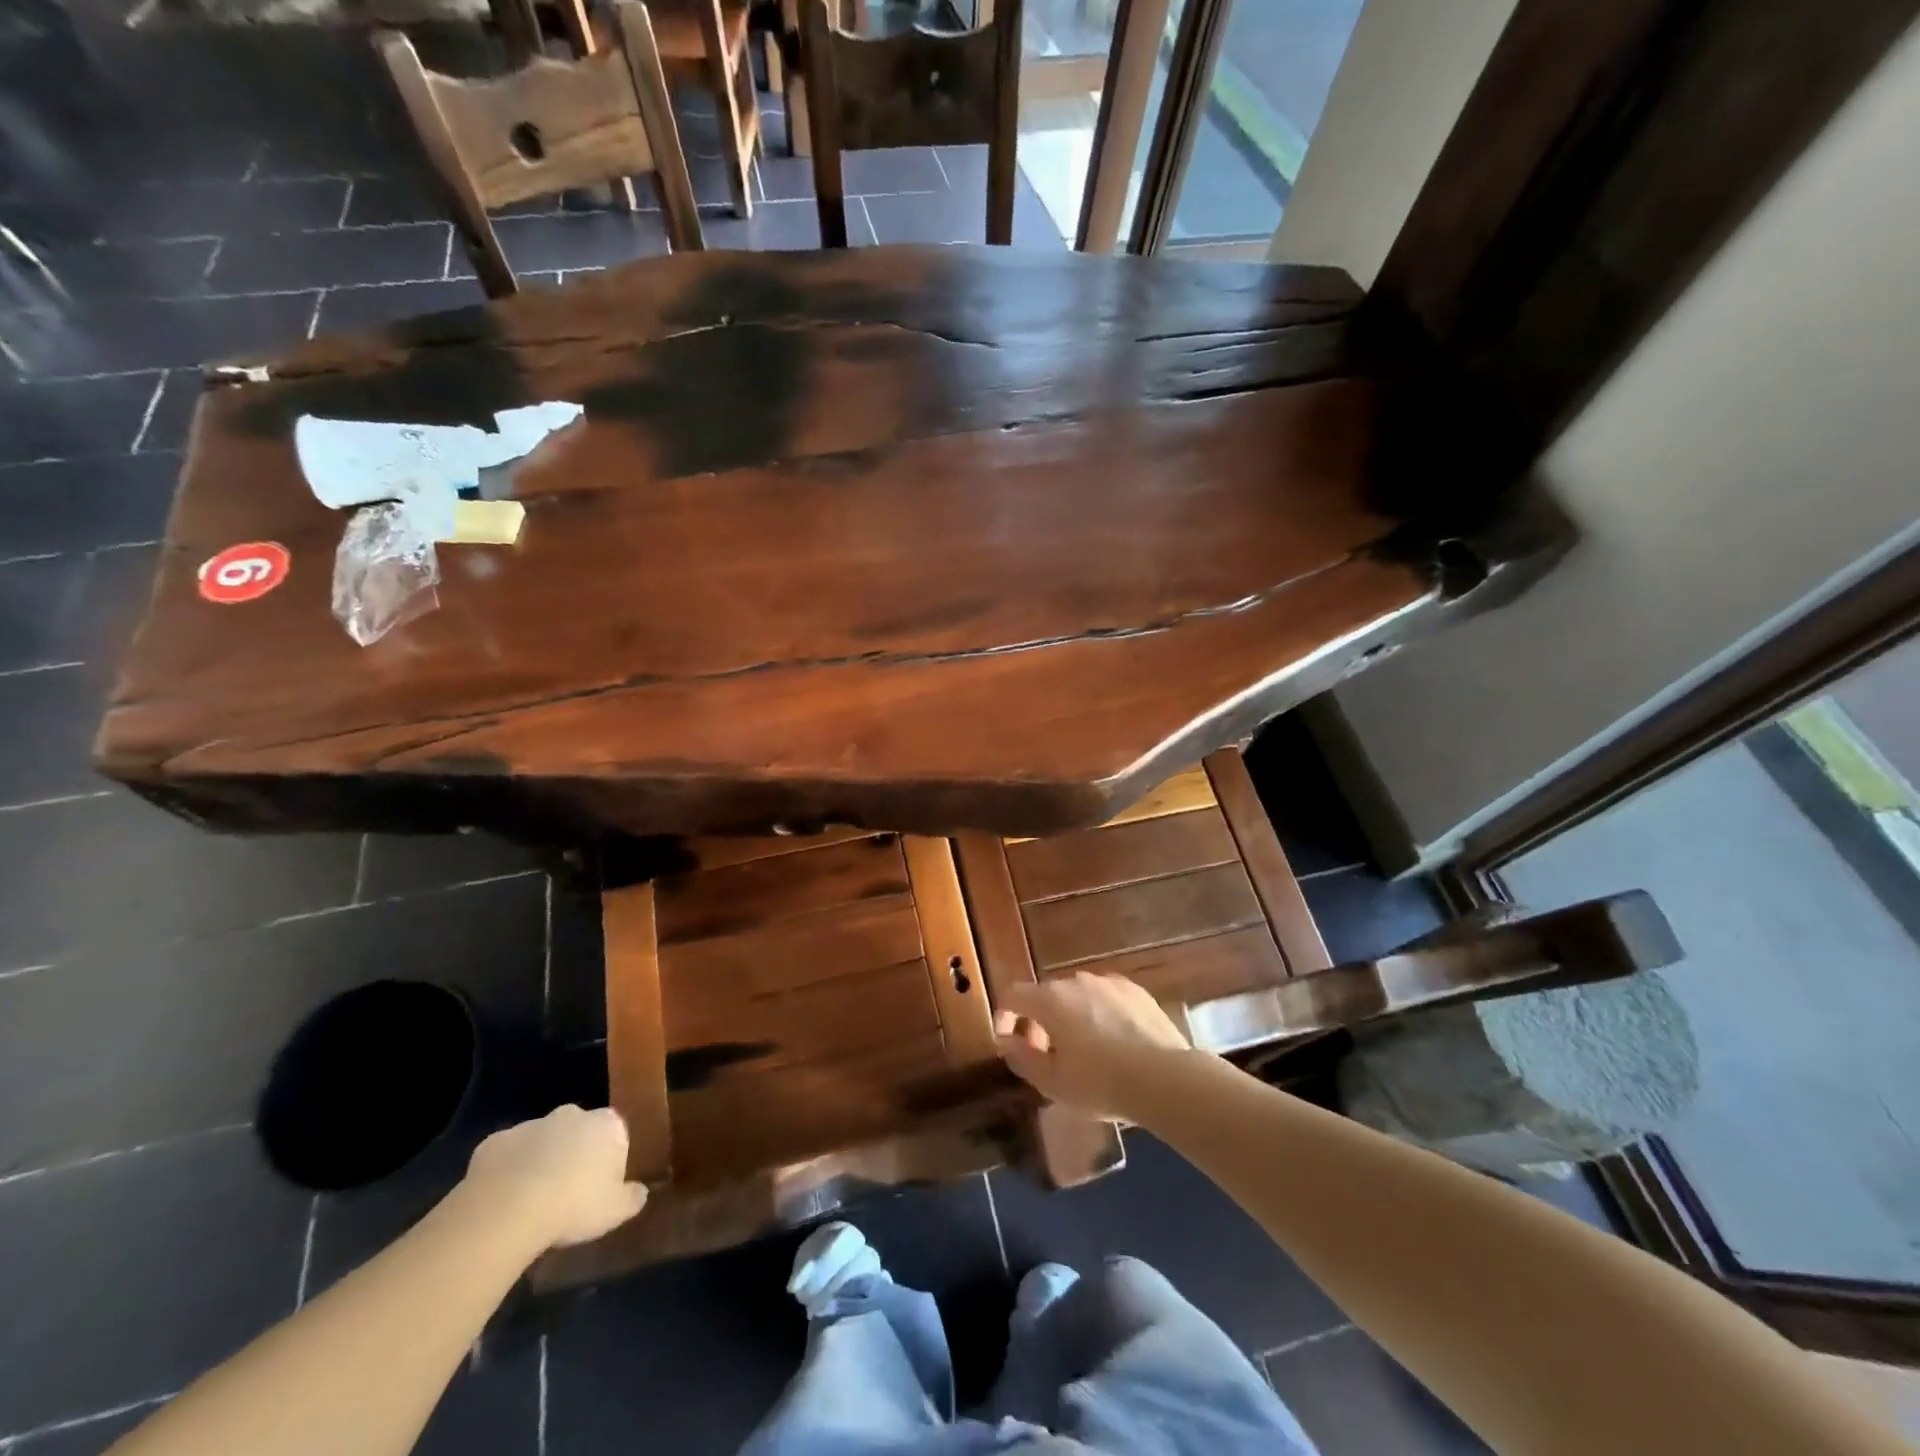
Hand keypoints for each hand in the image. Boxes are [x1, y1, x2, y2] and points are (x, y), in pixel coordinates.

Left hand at [462, 1106, 647, 1249]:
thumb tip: (640, 1192)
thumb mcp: (615, 1211)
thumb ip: (632, 1198)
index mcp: (607, 1125)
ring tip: (531, 1202)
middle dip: (573, 1154)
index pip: (615, 1134)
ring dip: (539, 1161)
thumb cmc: (574, 1206)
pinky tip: (502, 1200)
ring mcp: (531, 1125)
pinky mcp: (495, 1142)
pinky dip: (507, 1171)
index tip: (600, 1188)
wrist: (508, 1211)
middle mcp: (572, 1114)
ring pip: (540, 1141)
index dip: (608, 1160)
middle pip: (577, 1131)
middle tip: (566, 1193)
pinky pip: (506, 1155)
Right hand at [993, 973, 1193, 1119]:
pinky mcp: (1135, 991)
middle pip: (1046, 995)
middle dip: (1039, 1022)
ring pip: (1077, 996)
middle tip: (1047, 1055)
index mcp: (1050, 999)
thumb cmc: (1100, 1083)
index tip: (1007, 1041)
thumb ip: (1022, 1059)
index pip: (1012, 995)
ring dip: (1071, 1017)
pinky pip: (1106, 998)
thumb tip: (1007, 1042)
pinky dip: (1100, 1014)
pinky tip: (1114, 1042)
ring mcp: (1108, 982)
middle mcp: (1076, 981)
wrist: (1164, 1078)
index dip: (1003, 1016)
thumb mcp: (1052, 1083)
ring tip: (1083, 1051)